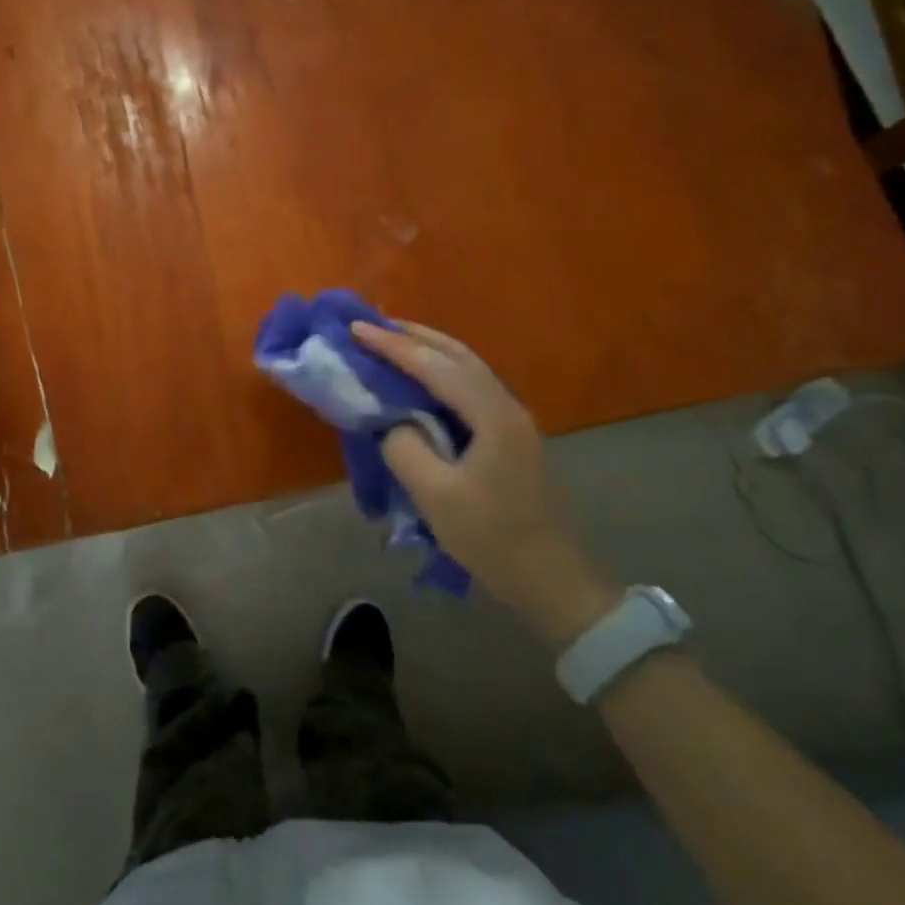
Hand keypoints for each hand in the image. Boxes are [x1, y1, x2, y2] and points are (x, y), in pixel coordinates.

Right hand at [351, 320, 618, 645]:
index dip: (392, 346)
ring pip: (466, 367)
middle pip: (457, 354)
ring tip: (392, 342)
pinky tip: (421, 379)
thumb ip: (404, 446)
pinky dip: (440, 371)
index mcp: (492, 415)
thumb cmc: (492, 538)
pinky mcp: (508, 435)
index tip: (354, 327)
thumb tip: (391, 421)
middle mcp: (506, 405)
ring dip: (428, 350)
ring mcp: (511, 419)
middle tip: (372, 325)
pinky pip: (469, 386)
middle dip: (414, 335)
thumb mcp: (435, 495)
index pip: (434, 366)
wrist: (549, 579)